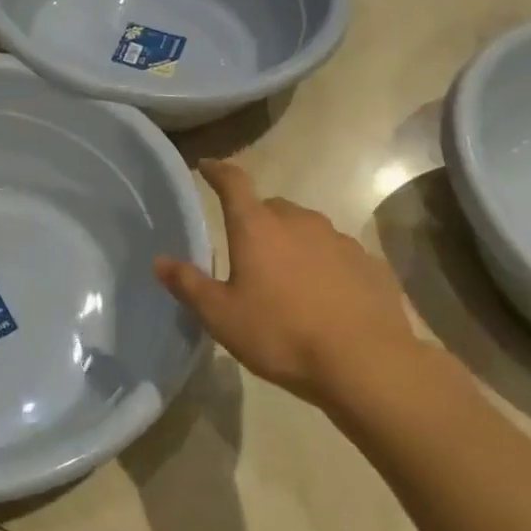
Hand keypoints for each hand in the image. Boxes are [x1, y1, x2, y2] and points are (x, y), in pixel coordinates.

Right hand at [155, 159, 424, 408]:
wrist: (367, 364)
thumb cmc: (282, 334)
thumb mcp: (221, 316)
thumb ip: (188, 285)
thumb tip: (160, 261)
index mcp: (257, 227)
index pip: (233, 183)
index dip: (218, 171)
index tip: (207, 165)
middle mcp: (299, 222)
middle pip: (271, 208)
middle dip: (257, 220)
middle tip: (247, 249)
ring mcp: (339, 240)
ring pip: (307, 229)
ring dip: (293, 244)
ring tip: (287, 279)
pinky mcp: (370, 264)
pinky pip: (338, 255)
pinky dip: (325, 265)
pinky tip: (325, 297)